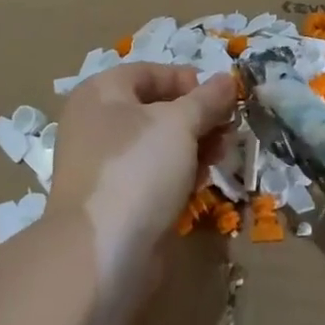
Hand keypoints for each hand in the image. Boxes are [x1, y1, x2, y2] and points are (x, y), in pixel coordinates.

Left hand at [47, 64, 235, 290]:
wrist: (100, 253)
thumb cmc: (137, 169)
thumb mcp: (179, 124)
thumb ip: (206, 99)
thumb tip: (227, 80)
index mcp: (102, 93)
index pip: (151, 72)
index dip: (188, 81)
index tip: (222, 98)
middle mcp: (96, 123)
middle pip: (156, 109)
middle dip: (197, 117)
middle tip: (228, 131)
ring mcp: (103, 164)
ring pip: (157, 144)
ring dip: (193, 147)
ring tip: (220, 159)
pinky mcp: (114, 200)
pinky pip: (151, 175)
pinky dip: (177, 174)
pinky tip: (199, 184)